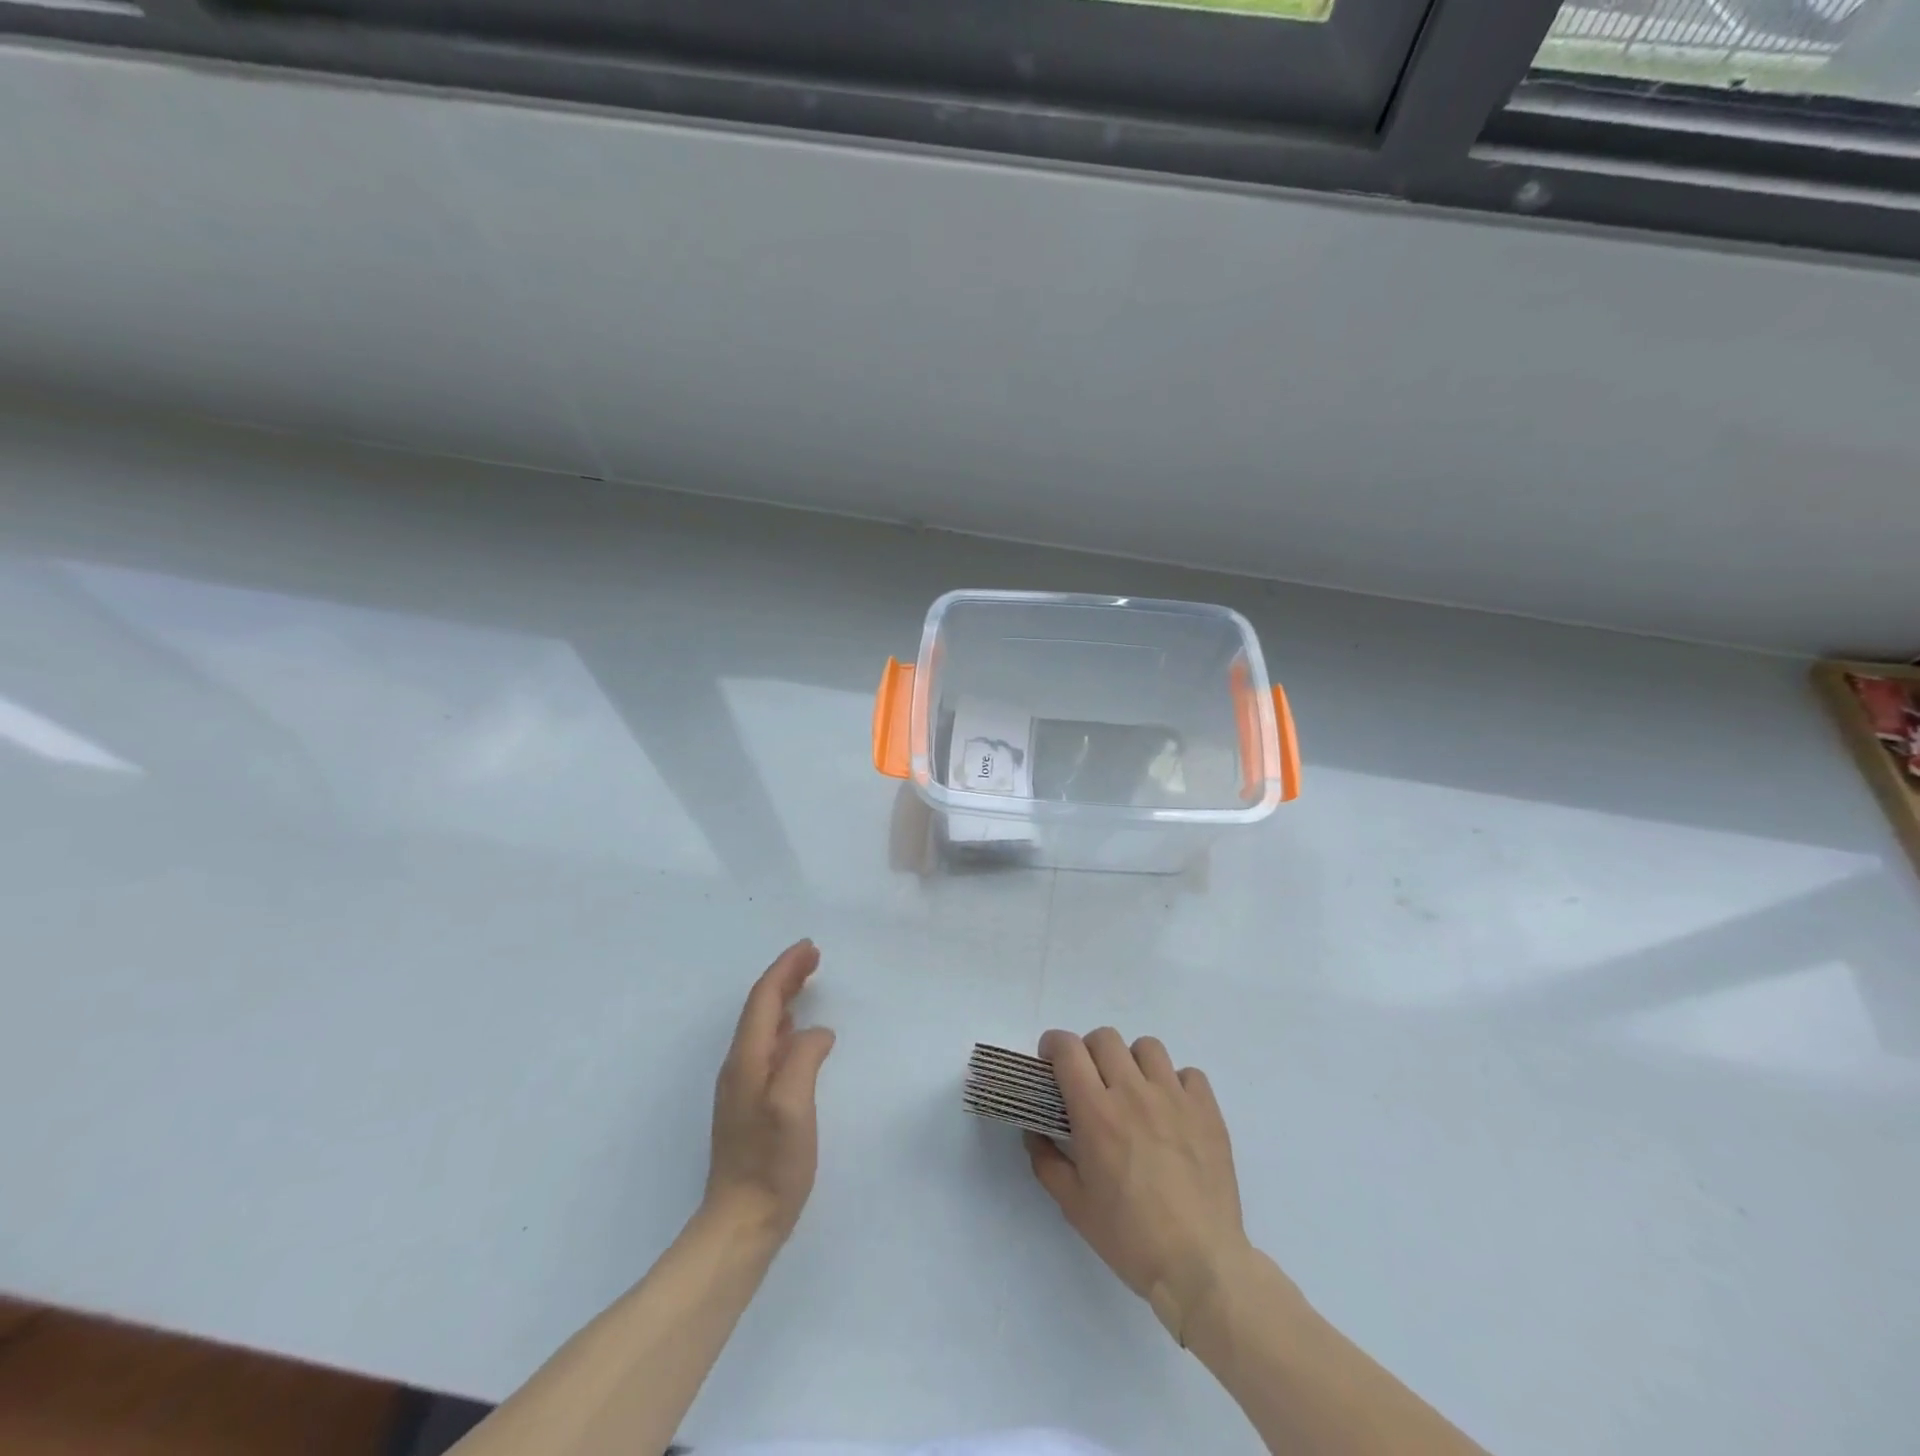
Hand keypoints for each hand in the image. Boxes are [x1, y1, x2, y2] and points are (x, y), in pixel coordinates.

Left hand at [703, 940, 835, 1241]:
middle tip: (814, 957)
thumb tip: (817, 1033)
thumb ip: (804, 1059)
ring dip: (784, 998)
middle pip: (761, 1008)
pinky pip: (767, 1046)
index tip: (810, 948)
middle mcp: (740, 1066)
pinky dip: (784, 1025)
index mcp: (747, 1060)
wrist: (741, 1223)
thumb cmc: (771, 1164)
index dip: (785, 969)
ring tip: (807, 983)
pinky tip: (796, 1032)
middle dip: (785, 977)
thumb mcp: (793, 1106)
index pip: (764, 999)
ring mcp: (743, 1086)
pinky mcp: (751, 1104)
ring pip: (763, 1026)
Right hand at [1026, 1027, 1253, 1345]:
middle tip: (1090, 1080)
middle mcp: (1133, 1093)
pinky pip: (1188, 1074)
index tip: (1050, 1062)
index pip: (1068, 1050)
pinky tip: (1172, 1110)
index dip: (1053, 1046)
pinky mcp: (1207, 1111)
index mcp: (1096, 1113)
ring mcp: (1175, 1098)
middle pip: (1105, 1038)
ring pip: (1147, 1047)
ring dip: (1132, 1062)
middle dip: (1089, 1052)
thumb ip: (1046, 1161)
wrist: (1200, 1266)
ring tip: (1133, 1091)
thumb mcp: (1074, 1206)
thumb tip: (1034, 1130)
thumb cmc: (1130, 1238)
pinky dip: (1176, 1083)